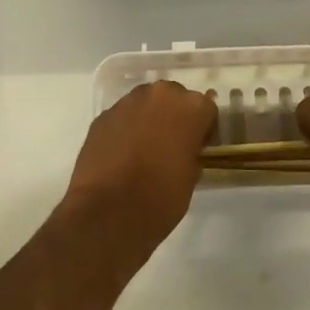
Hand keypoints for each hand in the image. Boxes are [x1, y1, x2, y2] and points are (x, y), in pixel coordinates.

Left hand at [64, 81, 215, 264]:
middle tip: (172, 146)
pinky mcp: (103, 116)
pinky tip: (122, 156)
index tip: (199, 149)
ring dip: (149, 120)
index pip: (207, 109)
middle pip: (174, 98)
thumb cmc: (160, 198)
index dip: (205, 130)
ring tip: (144, 150)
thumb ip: (192, 152)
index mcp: (190, 107)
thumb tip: (185, 149)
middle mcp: (160, 95)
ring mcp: (127, 102)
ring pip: (146, 104)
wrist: (106, 214)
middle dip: (176, 117)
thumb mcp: (191, 178)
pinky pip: (122, 118)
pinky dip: (125, 130)